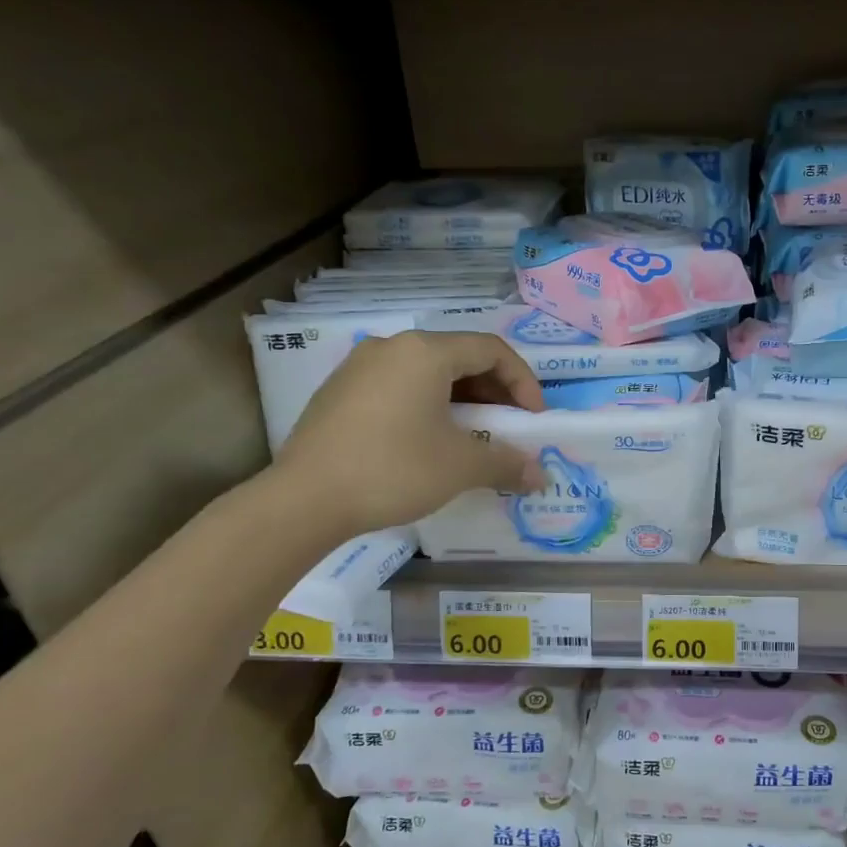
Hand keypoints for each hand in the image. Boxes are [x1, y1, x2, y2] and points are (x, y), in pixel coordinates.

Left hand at [270, 332, 545, 535]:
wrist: (304, 500)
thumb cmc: (393, 469)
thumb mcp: (461, 466)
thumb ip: (507, 464)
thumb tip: (542, 476)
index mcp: (426, 352)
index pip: (491, 350)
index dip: (523, 382)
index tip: (533, 419)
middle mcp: (392, 347)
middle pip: (460, 357)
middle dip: (494, 392)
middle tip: (509, 427)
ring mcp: (360, 367)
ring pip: (428, 373)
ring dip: (462, 400)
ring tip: (473, 436)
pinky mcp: (340, 392)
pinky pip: (399, 387)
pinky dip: (428, 406)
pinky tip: (429, 441)